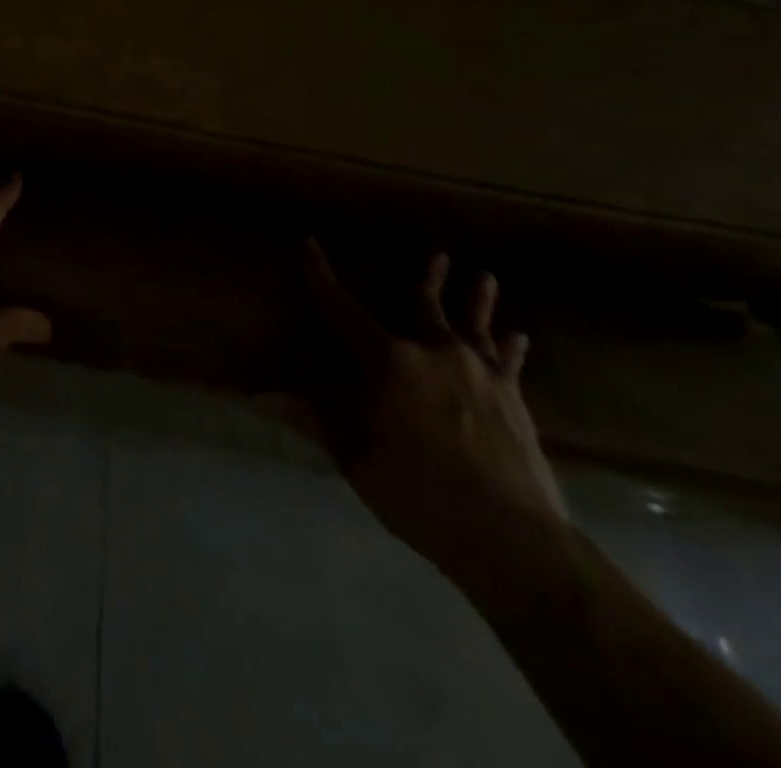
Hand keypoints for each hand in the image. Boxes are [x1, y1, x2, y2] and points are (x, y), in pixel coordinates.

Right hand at [294, 240, 565, 581]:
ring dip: (475, 298)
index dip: (320, 276)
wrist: (510, 536)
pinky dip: (510, 346)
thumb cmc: (416, 490)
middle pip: (423, 303)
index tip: (309, 243)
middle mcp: (434, 352)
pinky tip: (517, 336)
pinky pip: (508, 361)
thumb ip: (315, 416)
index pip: (342, 308)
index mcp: (388, 360)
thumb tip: (262, 396)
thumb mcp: (353, 454)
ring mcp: (479, 372)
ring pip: (473, 323)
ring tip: (482, 275)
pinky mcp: (512, 399)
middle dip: (424, 276)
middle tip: (435, 253)